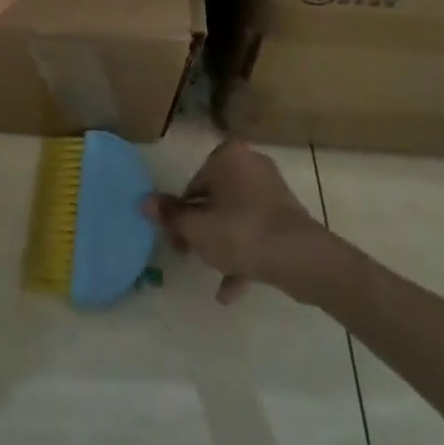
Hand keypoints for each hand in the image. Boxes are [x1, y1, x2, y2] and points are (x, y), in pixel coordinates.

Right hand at [144, 141, 328, 303]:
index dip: (182, 215)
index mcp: (228, 155)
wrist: (301, 259)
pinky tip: (230, 289)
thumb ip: (169, 215)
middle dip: (203, 229)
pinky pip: (256, 231)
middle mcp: (250, 163)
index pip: (194, 184)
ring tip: (211, 271)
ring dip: (222, 243)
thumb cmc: (242, 233)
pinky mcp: (287, 216)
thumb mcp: (197, 228)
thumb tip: (143, 201)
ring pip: (235, 216)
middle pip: (215, 198)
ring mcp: (272, 190)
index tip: (178, 241)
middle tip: (192, 256)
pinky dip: (244, 253)